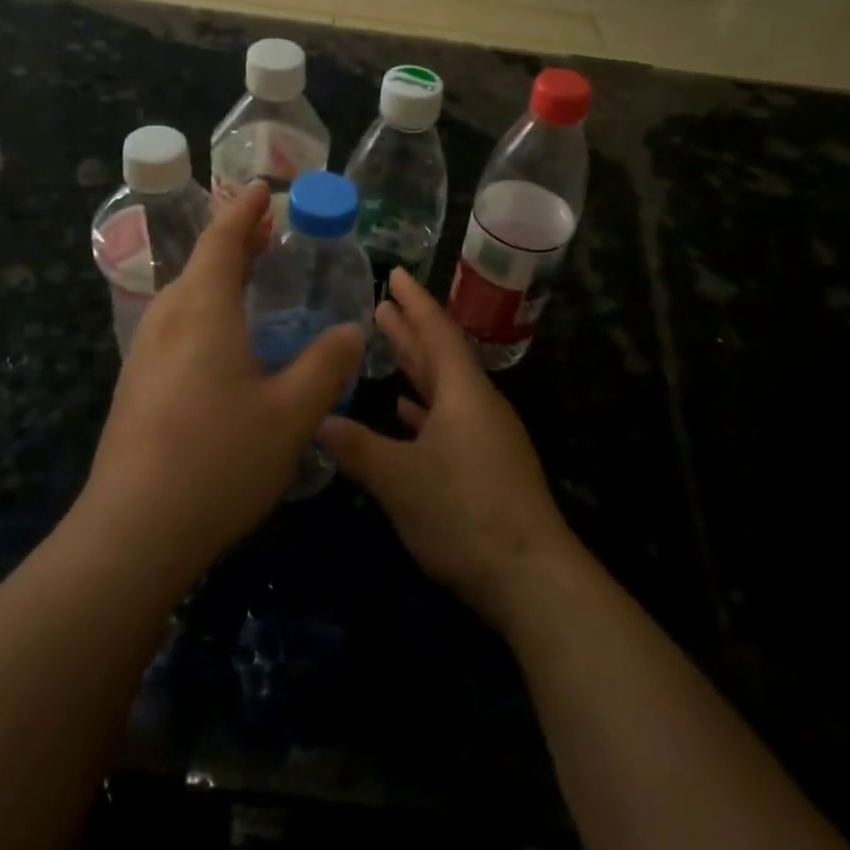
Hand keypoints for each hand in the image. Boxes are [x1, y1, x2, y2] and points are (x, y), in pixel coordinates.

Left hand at [77, 183, 362, 581]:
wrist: (132, 533)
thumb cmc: (218, 460)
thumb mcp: (290, 413)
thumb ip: (325, 365)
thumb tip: (351, 330)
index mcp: (202, 310)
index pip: (222, 240)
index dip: (244, 211)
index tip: (262, 187)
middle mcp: (167, 320)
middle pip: (200, 264)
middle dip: (235, 242)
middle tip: (269, 233)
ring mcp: (145, 354)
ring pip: (185, 296)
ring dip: (218, 276)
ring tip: (251, 279)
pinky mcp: (137, 386)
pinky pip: (176, 326)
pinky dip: (205, 309)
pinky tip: (224, 341)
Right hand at [318, 270, 578, 631]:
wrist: (531, 576)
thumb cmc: (464, 513)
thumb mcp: (400, 479)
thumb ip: (357, 447)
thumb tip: (318, 422)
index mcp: (463, 392)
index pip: (436, 331)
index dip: (414, 301)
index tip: (395, 272)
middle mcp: (476, 404)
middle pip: (439, 354)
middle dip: (410, 328)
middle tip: (380, 303)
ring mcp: (484, 436)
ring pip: (443, 387)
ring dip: (415, 365)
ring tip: (386, 343)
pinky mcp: (485, 465)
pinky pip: (448, 419)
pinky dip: (424, 408)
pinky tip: (405, 410)